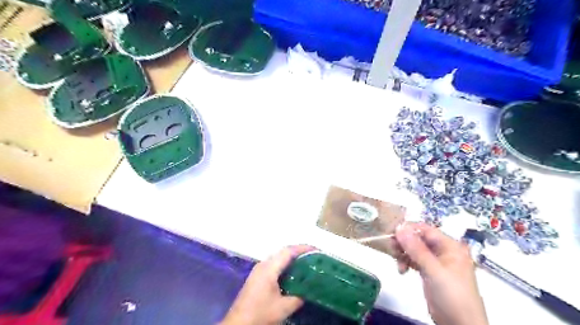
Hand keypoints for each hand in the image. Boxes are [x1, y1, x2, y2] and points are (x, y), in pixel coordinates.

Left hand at [221, 245, 314, 323]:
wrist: (238, 324)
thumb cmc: (260, 314)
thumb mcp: (283, 308)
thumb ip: (298, 297)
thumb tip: (309, 290)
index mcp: (269, 268)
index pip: (288, 251)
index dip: (303, 248)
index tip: (316, 250)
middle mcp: (263, 264)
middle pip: (283, 252)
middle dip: (299, 252)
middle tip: (314, 257)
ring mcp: (259, 270)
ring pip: (278, 258)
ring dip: (292, 258)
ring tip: (307, 263)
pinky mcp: (257, 276)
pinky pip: (274, 265)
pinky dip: (285, 265)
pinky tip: (293, 274)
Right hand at [394, 224, 488, 324]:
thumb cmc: (452, 295)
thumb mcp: (434, 270)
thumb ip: (416, 249)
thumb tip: (399, 228)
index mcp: (450, 246)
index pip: (425, 229)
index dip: (408, 229)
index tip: (392, 233)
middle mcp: (442, 251)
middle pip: (418, 238)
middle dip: (404, 243)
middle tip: (391, 248)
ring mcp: (435, 262)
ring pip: (414, 249)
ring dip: (403, 253)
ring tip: (397, 263)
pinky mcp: (428, 272)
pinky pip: (414, 260)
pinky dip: (406, 262)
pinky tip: (401, 270)